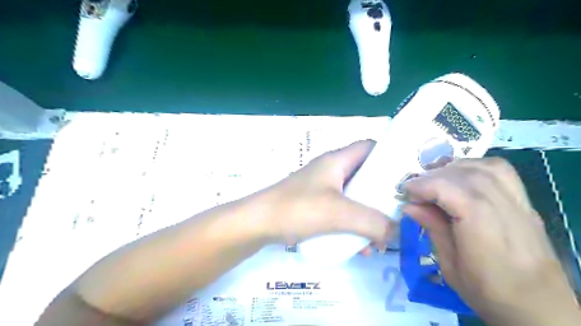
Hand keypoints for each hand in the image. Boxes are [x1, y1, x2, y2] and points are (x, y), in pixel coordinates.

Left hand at [256, 139, 392, 247]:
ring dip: (368, 216)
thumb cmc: (297, 208)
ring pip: (355, 197)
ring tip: (380, 239)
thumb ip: (373, 222)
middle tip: (399, 214)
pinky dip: (353, 226)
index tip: (406, 178)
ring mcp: (323, 189)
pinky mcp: (316, 205)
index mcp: (337, 161)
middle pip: (365, 176)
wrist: (258, 223)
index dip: (389, 156)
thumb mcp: (339, 214)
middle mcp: (331, 171)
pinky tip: (359, 248)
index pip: (370, 147)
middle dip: (382, 196)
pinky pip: (342, 212)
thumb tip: (398, 232)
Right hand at [402, 157, 578, 323]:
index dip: (426, 185)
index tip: (406, 191)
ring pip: (485, 168)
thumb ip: (433, 229)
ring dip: (453, 167)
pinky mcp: (524, 202)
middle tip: (416, 188)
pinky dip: (475, 166)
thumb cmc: (488, 291)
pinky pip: (501, 171)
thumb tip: (410, 205)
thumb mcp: (450, 265)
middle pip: (468, 176)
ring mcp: (520, 204)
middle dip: (434, 176)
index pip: (455, 191)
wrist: (539, 306)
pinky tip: (460, 176)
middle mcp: (506, 211)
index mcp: (485, 232)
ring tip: (435, 179)